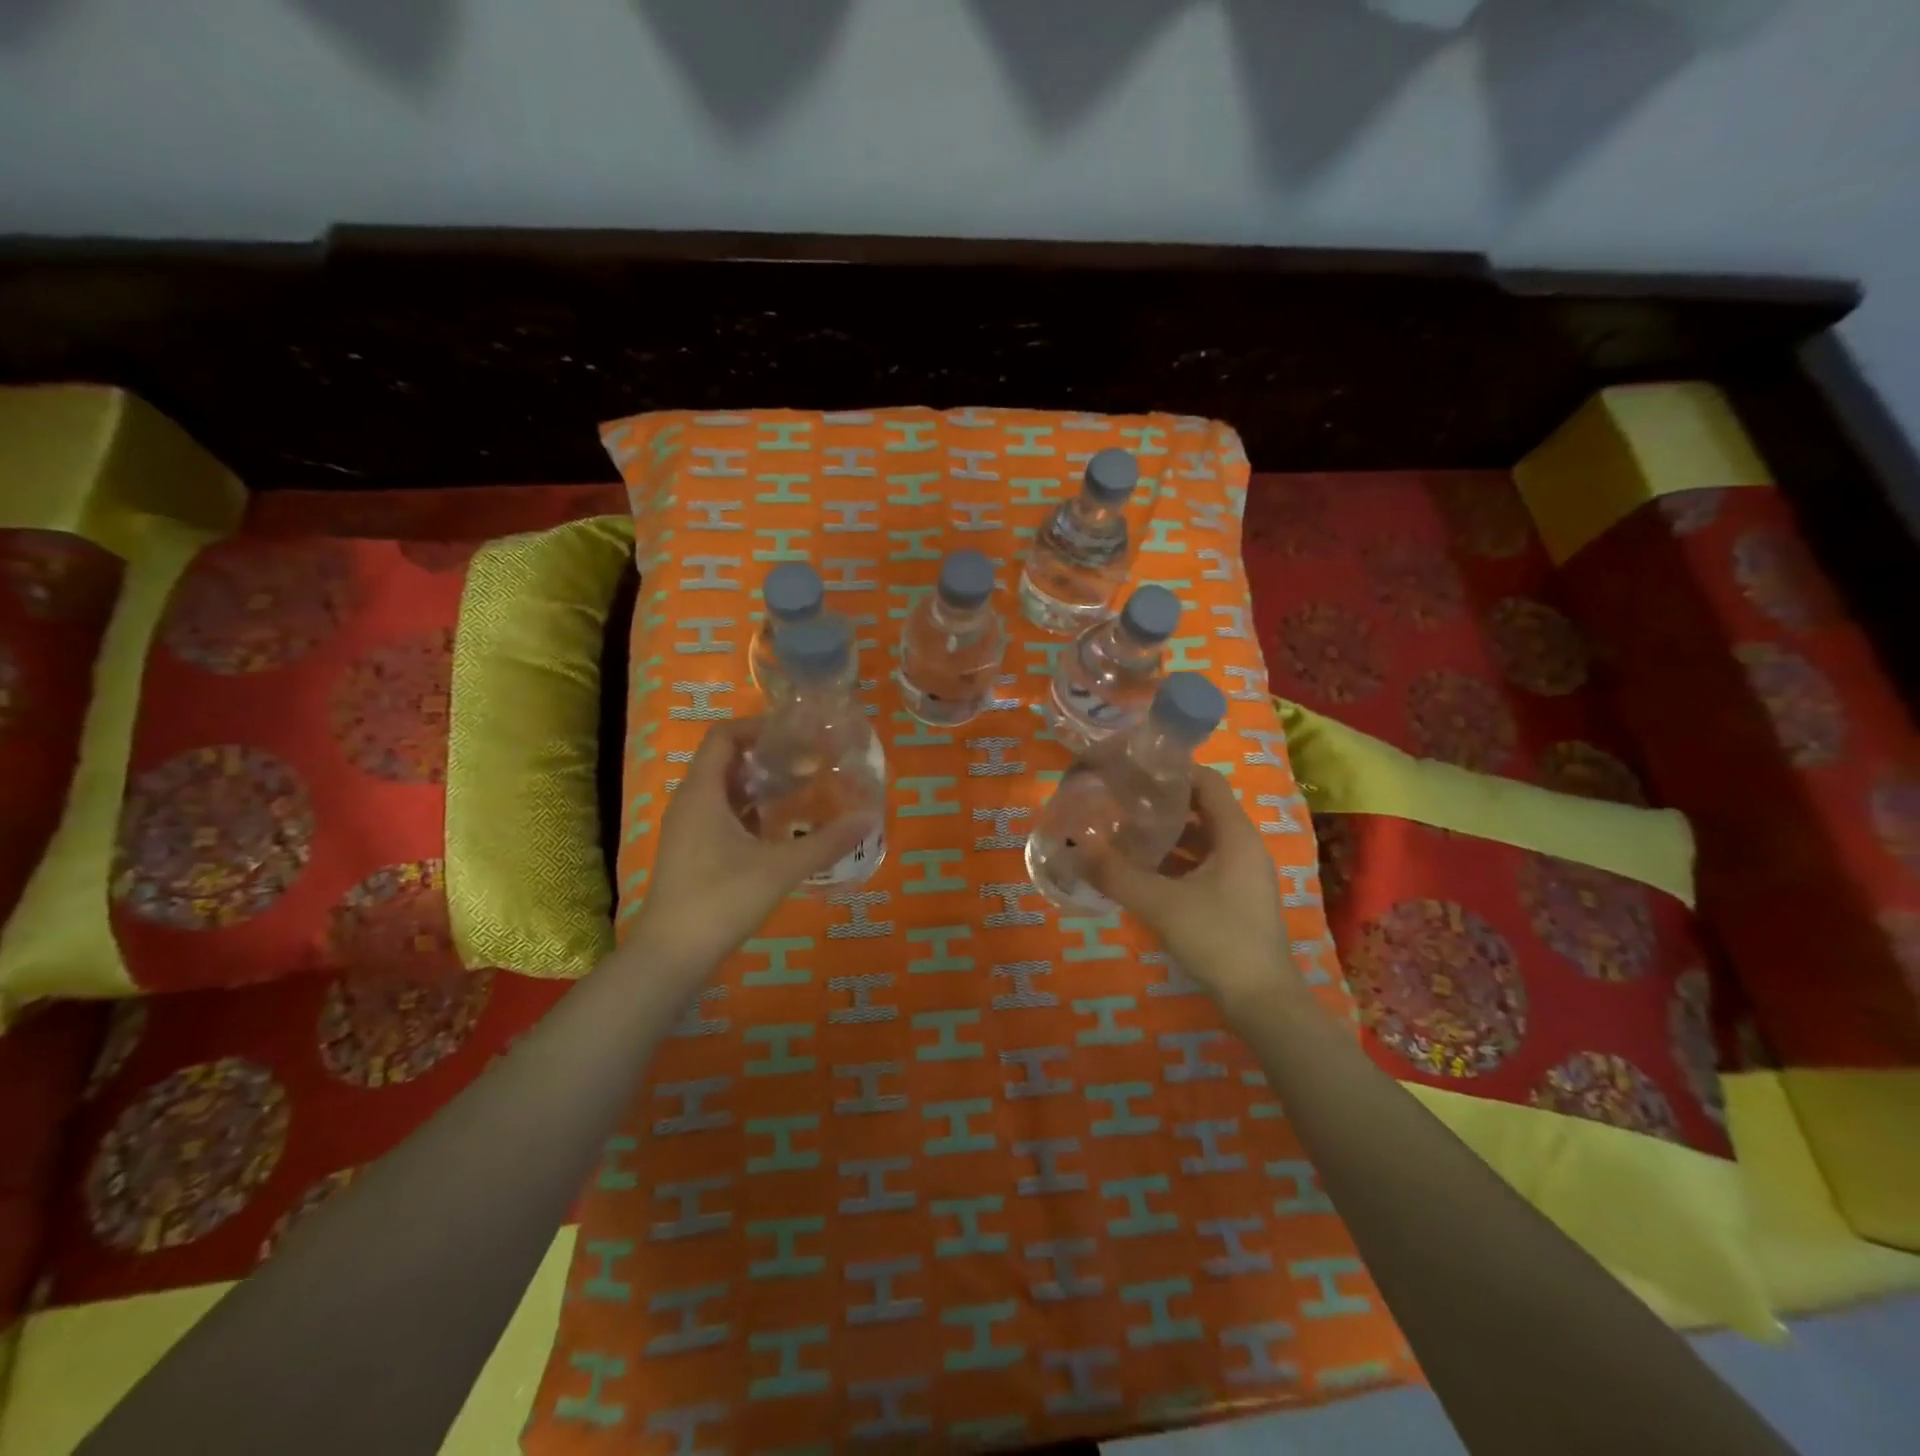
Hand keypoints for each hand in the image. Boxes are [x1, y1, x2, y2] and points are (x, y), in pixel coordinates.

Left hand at [625, 719, 875, 974]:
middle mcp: (690, 803)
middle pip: (725, 762)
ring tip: (801, 791)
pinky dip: (750, 813)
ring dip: (759, 787)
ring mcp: (687, 830)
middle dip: (766, 757)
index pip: (723, 736)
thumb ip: (827, 842)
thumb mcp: (781, 868)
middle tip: (808, 761)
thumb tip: (870, 818)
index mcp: (703, 793)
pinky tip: (780, 831)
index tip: (796, 735)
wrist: (671, 956)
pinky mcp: (690, 854)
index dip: (758, 727)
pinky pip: (721, 817)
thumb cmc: (721, 899)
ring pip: (724, 792)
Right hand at [1083, 767, 1304, 1019]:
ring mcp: (1241, 876)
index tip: (1134, 769)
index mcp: (1236, 836)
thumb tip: (1074, 848)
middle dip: (1161, 804)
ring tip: (1124, 832)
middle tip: (1120, 799)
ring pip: (1200, 840)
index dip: (1173, 770)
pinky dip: (1174, 862)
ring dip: (1165, 835)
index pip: (1207, 782)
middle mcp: (1243, 848)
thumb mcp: (1159, 903)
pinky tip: (1141, 871)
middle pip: (1202, 809)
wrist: (1261, 1001)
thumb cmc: (1217, 938)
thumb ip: (1115, 874)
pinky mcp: (1234, 900)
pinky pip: (1201, 866)